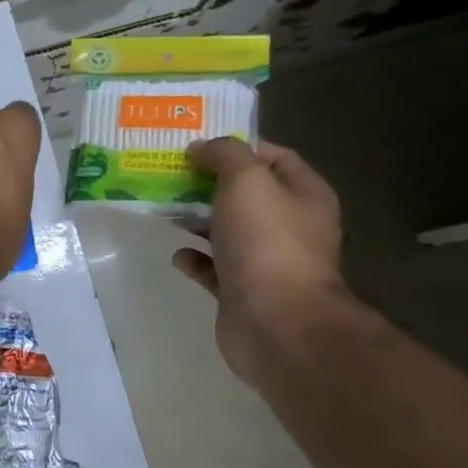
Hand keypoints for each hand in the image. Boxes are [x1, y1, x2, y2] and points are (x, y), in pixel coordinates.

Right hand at [173, 138, 345, 385]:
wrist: (275, 322)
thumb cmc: (267, 242)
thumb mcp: (246, 181)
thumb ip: (224, 155)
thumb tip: (202, 148)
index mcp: (304, 195)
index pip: (275, 157)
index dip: (238, 147)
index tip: (197, 145)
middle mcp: (291, 225)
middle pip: (246, 194)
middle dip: (209, 183)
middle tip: (169, 174)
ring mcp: (267, 261)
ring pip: (227, 230)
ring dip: (197, 219)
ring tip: (163, 208)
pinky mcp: (242, 291)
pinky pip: (214, 268)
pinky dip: (195, 258)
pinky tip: (176, 253)